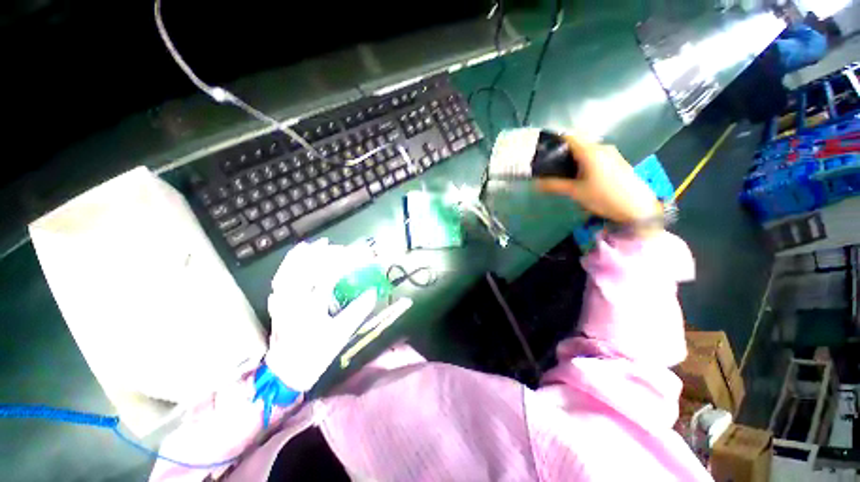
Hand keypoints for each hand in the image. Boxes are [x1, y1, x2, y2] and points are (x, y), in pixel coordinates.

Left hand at [265, 239, 377, 391]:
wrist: (288, 371)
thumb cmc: (317, 354)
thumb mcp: (341, 334)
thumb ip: (357, 311)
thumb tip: (372, 292)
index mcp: (311, 307)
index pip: (327, 276)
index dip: (342, 262)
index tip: (354, 254)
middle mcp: (294, 300)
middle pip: (305, 269)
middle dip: (320, 254)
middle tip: (334, 246)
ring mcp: (282, 301)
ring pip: (288, 271)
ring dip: (300, 256)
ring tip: (312, 244)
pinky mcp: (276, 304)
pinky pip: (279, 279)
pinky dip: (286, 266)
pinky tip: (291, 260)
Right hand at [537, 134, 660, 225]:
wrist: (637, 207)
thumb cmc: (604, 197)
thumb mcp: (575, 192)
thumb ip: (554, 185)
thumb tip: (536, 183)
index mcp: (590, 151)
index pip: (568, 137)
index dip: (554, 141)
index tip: (542, 151)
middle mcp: (601, 147)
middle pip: (577, 143)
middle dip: (562, 152)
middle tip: (549, 165)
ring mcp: (611, 153)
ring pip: (586, 150)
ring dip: (573, 157)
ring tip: (561, 172)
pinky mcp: (616, 161)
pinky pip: (595, 155)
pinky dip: (583, 161)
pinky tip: (578, 175)